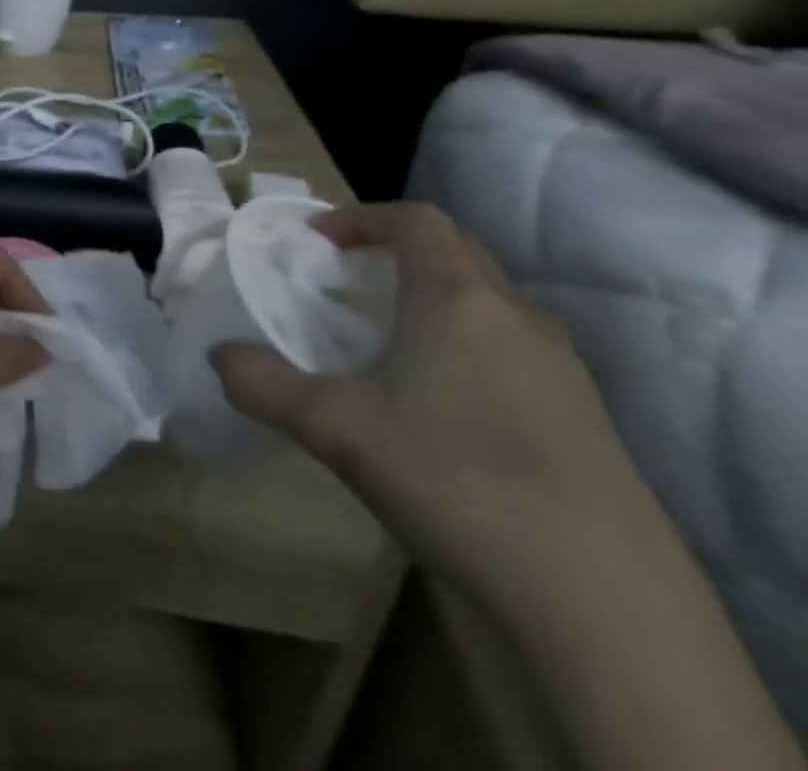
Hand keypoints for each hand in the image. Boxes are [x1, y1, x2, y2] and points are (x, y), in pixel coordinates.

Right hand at [211, 203, 659, 605]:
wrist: (604, 605)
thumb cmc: (452, 479)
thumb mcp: (331, 428)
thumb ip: (261, 382)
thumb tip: (218, 355)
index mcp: (459, 299)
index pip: (416, 221)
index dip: (362, 217)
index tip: (318, 242)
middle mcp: (517, 318)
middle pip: (457, 252)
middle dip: (396, 253)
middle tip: (347, 283)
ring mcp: (563, 371)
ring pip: (489, 304)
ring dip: (433, 299)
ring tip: (387, 343)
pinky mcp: (587, 420)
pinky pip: (514, 351)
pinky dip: (466, 346)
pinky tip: (440, 406)